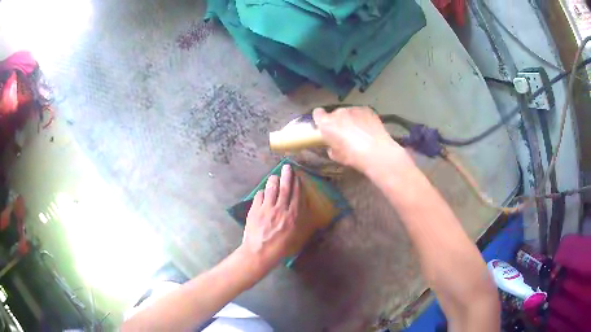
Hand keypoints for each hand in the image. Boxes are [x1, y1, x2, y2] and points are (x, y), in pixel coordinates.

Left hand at [241, 164, 307, 272]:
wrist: (259, 253)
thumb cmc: (279, 248)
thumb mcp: (293, 236)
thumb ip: (295, 220)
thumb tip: (296, 208)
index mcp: (292, 216)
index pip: (296, 195)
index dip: (296, 184)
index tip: (297, 177)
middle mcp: (281, 209)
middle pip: (285, 188)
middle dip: (287, 176)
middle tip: (287, 167)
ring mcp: (267, 208)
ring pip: (271, 189)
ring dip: (273, 180)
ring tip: (274, 176)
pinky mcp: (255, 210)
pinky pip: (259, 196)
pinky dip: (262, 192)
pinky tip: (263, 191)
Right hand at [312, 106, 407, 172]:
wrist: (376, 152)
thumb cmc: (353, 156)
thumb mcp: (336, 156)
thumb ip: (331, 147)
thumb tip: (332, 146)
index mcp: (327, 123)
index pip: (317, 114)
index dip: (320, 119)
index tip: (324, 126)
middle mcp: (338, 112)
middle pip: (335, 113)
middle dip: (338, 121)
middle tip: (344, 134)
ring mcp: (354, 109)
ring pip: (349, 112)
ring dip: (351, 119)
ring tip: (359, 132)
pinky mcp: (367, 110)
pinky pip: (361, 112)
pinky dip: (362, 119)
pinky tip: (368, 130)